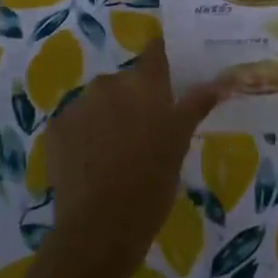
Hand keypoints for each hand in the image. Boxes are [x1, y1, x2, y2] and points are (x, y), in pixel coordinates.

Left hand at [43, 42, 218, 274]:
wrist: (100, 226)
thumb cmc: (152, 182)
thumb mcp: (180, 142)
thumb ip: (196, 104)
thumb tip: (221, 80)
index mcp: (144, 84)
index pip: (156, 51)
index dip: (163, 56)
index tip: (170, 69)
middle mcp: (108, 83)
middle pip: (125, 81)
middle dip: (134, 99)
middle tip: (146, 131)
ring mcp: (78, 105)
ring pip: (98, 101)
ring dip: (107, 117)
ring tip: (116, 153)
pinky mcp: (55, 127)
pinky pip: (75, 122)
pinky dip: (84, 135)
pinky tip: (92, 163)